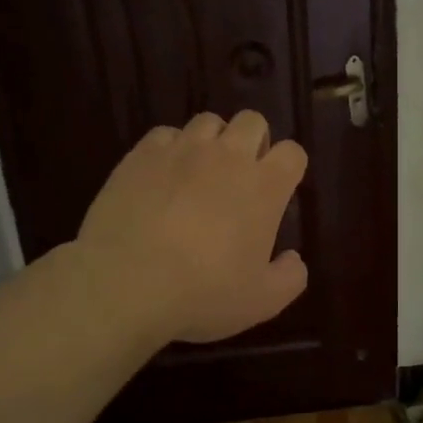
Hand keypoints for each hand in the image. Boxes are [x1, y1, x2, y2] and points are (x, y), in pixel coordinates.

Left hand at [75, 111, 309, 343]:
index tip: (279, 189)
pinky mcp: (142, 154)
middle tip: (242, 175)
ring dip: (213, 140)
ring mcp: (183, 150)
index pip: (292, 153)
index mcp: (265, 187)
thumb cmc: (204, 292)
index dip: (289, 167)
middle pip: (253, 121)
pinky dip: (171, 148)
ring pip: (209, 121)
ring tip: (202, 169)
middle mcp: (228, 156)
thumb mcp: (262, 301)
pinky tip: (164, 174)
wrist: (127, 283)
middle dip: (254, 141)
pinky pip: (166, 134)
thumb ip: (290, 277)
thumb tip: (294, 259)